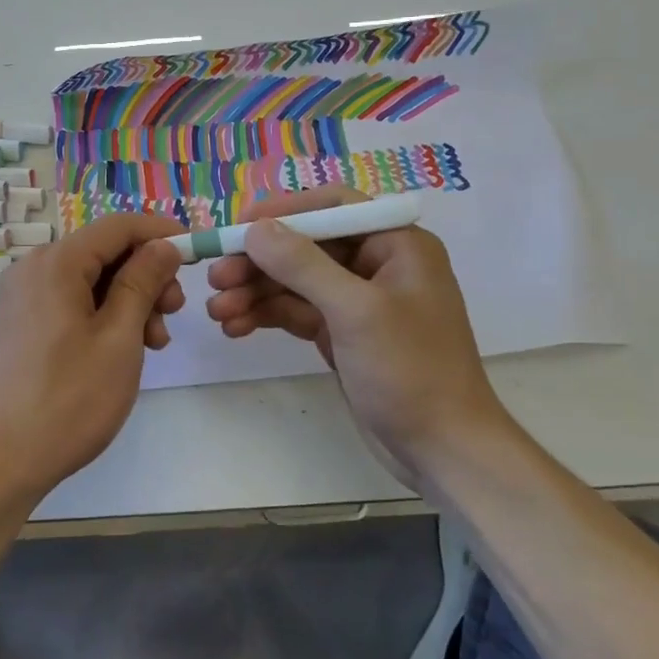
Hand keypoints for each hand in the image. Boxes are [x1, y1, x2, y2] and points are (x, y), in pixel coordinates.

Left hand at [0, 212, 184, 505]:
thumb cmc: (68, 399)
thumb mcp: (119, 338)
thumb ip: (143, 282)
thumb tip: (164, 245)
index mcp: (55, 262)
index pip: (118, 227)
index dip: (161, 233)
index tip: (196, 251)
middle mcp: (32, 269)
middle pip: (103, 253)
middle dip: (146, 276)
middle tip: (174, 314)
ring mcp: (20, 297)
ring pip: (88, 281)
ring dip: (127, 301)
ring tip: (153, 343)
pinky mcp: (18, 324)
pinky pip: (68, 302)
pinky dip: (101, 316)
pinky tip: (122, 349)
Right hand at [203, 185, 507, 476]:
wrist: (444, 451)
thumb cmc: (410, 370)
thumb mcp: (355, 312)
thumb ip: (303, 265)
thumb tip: (256, 229)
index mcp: (395, 243)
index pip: (333, 207)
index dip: (284, 211)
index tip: (239, 226)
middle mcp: (376, 263)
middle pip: (305, 246)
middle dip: (259, 262)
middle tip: (215, 279)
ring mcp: (357, 300)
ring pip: (295, 281)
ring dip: (255, 292)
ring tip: (216, 311)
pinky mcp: (342, 332)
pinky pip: (296, 311)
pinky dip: (266, 315)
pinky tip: (234, 327)